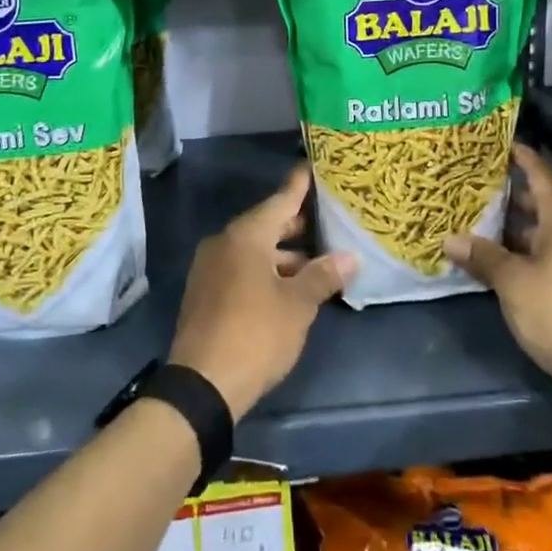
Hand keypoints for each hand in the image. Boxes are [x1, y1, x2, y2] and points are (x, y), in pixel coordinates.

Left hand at [168, 163, 356, 420]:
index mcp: (246, 235)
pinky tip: (288, 286)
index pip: (281, 200)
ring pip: (253, 249)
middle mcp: (224, 242)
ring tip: (316, 260)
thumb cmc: (256, 334)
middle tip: (327, 217)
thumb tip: (349, 257)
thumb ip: (323, 276)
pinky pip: (241, 268)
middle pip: (266, 223)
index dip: (300, 185)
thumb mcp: (297, 306)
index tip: (313, 166)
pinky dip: (265, 269)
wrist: (201, 385)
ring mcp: (210, 267)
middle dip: (296, 223)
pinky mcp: (205, 292)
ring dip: (283, 254)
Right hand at [445, 144, 551, 394]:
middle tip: (480, 185)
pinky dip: (526, 253)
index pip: (543, 178)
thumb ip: (483, 258)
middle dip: (514, 195)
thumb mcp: (513, 282)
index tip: (503, 144)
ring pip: (546, 235)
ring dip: (518, 228)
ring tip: (483, 221)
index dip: (524, 159)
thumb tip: (449, 240)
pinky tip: (503, 263)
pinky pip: (550, 258)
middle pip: (545, 205)